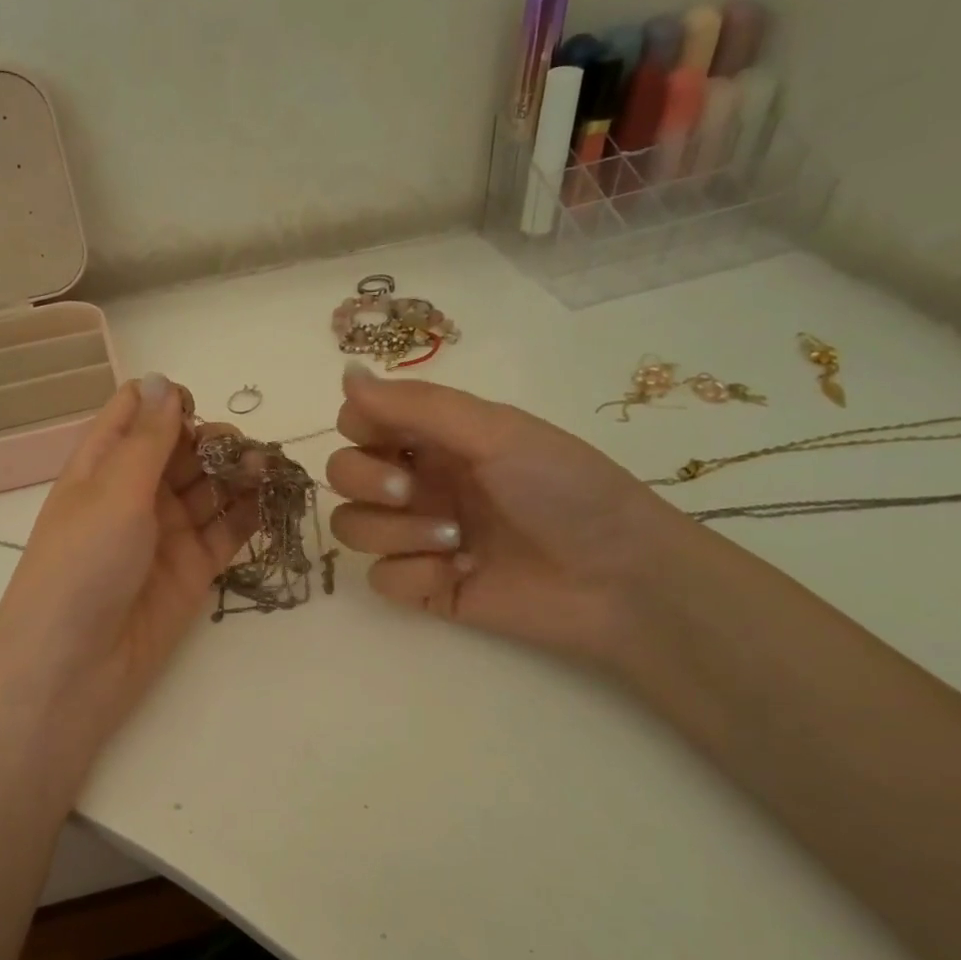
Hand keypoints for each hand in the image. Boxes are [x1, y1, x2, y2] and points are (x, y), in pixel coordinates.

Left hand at [0, 373, 259, 741]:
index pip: (135, 414)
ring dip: (239, 473)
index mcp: (102, 465)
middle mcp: (135, 493)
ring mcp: (166, 532)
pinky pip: (228, 531)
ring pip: (210, 487)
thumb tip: (162, 378)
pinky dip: (250, 513)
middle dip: (214, 440)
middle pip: (182, 448)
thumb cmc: (82, 565)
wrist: (76, 666)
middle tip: (242, 452)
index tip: (196, 410)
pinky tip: (273, 499)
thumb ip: (148, 439)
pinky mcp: (194, 568)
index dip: (167, 402)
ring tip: (267, 469)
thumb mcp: (113, 492)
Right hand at [326, 362, 688, 662]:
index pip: (359, 423)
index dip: (359, 429)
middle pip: (342, 475)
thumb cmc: (565, 491)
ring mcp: (418, 536)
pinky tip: (460, 574)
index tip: (389, 440)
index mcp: (436, 439)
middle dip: (366, 482)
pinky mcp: (423, 587)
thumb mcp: (495, 432)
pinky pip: (380, 578)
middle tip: (409, 492)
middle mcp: (420, 482)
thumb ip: (417, 405)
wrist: (618, 579)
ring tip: (454, 540)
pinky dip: (414, 575)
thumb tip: (346, 372)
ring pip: (352, 527)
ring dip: (394, 532)